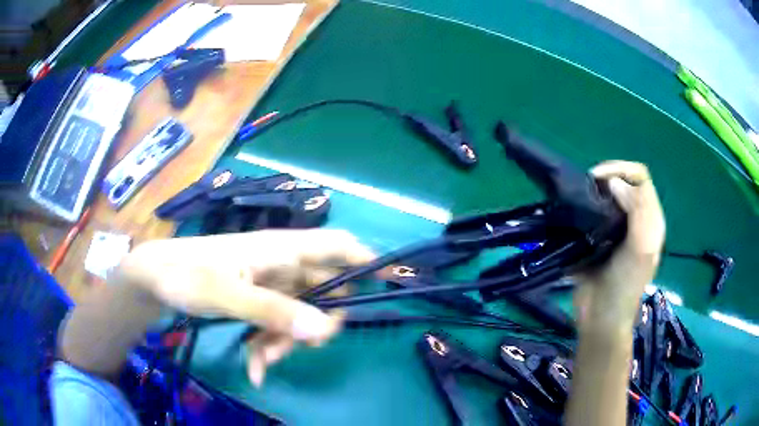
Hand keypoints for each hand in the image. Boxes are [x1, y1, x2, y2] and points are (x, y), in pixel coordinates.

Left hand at [118, 229, 374, 385]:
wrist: (155, 280)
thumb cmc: (186, 275)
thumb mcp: (225, 294)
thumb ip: (273, 311)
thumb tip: (324, 329)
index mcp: (281, 250)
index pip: (337, 245)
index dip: (366, 259)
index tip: (390, 284)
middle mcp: (283, 266)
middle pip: (325, 293)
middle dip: (316, 325)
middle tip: (302, 347)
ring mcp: (270, 287)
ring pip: (301, 317)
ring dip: (286, 343)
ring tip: (260, 362)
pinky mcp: (258, 303)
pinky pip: (278, 327)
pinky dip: (270, 348)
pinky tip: (255, 368)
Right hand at [573, 161, 665, 334]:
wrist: (601, 318)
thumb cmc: (625, 286)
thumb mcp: (641, 249)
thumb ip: (638, 212)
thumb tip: (614, 183)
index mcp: (650, 219)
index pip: (640, 178)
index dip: (622, 170)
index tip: (598, 179)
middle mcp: (635, 219)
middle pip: (625, 182)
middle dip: (607, 177)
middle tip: (587, 188)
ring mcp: (617, 228)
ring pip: (608, 195)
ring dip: (594, 191)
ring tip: (579, 198)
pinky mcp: (598, 237)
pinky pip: (593, 212)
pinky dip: (584, 205)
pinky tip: (575, 211)